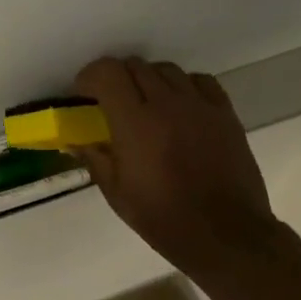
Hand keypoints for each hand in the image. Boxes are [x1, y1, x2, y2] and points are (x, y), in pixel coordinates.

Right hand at [73, 56, 275, 276]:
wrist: (224, 233)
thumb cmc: (162, 218)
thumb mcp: (116, 193)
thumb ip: (95, 158)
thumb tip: (75, 141)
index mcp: (135, 123)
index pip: (107, 73)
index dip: (89, 77)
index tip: (83, 95)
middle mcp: (167, 103)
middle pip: (136, 66)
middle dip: (116, 78)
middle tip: (110, 103)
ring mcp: (200, 106)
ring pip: (167, 70)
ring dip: (149, 80)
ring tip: (145, 105)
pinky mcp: (225, 113)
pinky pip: (200, 82)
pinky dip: (183, 86)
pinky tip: (179, 108)